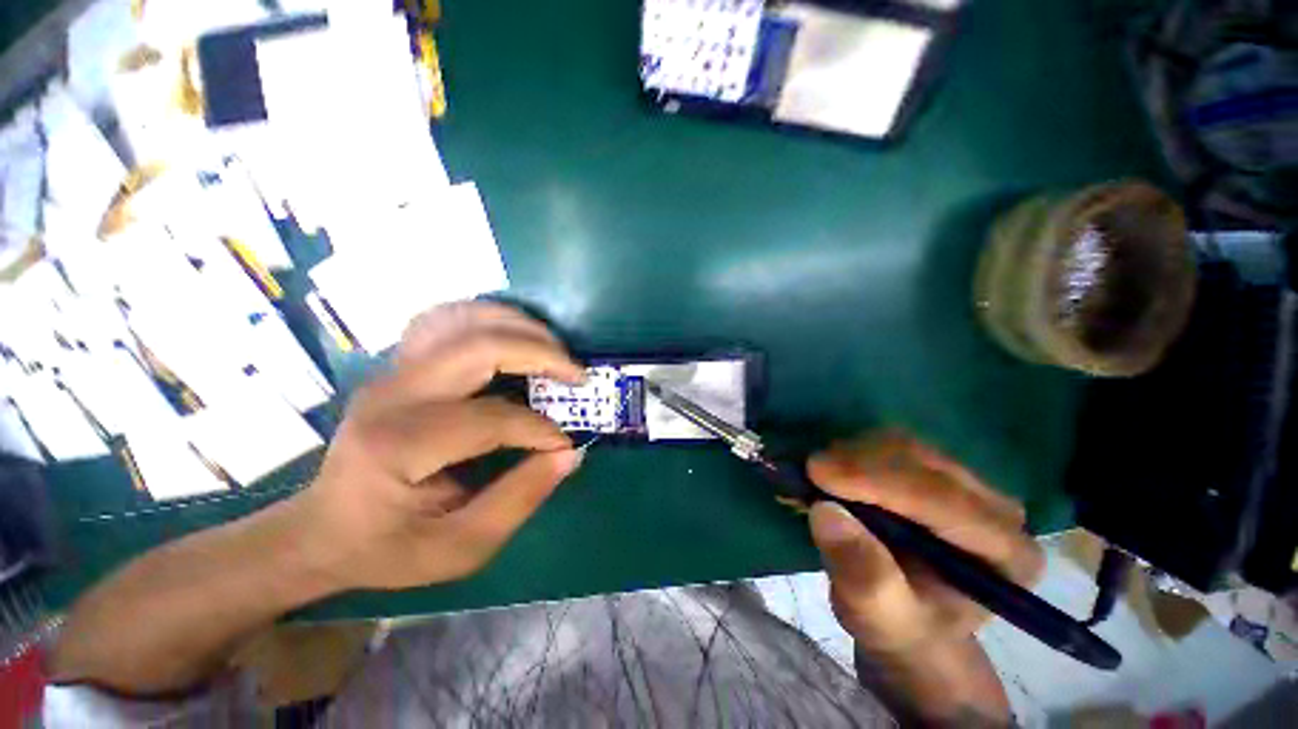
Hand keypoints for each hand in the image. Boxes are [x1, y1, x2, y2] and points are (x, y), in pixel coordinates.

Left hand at [284, 302, 587, 590]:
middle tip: (577, 375)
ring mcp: (392, 370)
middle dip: (541, 354)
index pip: (491, 419)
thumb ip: (520, 500)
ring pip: (464, 319)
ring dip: (519, 326)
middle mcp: (393, 394)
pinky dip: (489, 319)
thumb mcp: (460, 548)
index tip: (565, 444)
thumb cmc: (388, 546)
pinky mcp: (398, 363)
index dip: (540, 430)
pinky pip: (448, 320)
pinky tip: (514, 336)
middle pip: (479, 346)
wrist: (323, 528)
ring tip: (554, 350)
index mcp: (400, 445)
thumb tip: (569, 453)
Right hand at [807, 431, 1042, 724]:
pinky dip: (854, 451)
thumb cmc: (897, 624)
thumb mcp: (875, 616)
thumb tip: (826, 512)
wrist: (907, 615)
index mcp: (1006, 556)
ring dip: (852, 453)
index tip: (817, 472)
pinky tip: (834, 471)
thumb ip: (861, 573)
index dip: (876, 480)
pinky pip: (891, 443)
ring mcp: (968, 483)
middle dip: (858, 462)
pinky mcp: (937, 468)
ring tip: (818, 478)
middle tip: (808, 473)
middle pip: (922, 462)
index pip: (943, 501)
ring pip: (903, 444)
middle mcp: (997, 509)